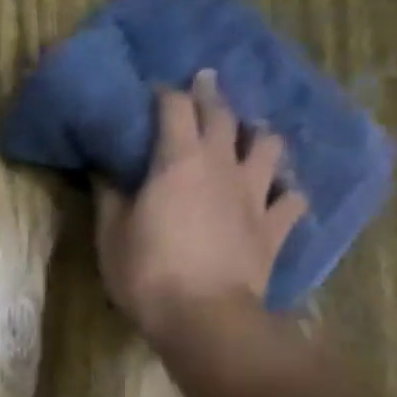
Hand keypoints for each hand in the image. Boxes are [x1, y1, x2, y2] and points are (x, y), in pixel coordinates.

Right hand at [95, 69, 306, 348]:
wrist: (203, 316)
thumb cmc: (147, 273)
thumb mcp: (112, 235)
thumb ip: (110, 197)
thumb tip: (103, 170)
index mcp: (178, 162)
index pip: (175, 110)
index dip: (165, 94)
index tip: (155, 89)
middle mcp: (222, 167)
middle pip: (223, 117)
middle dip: (212, 95)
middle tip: (206, 81)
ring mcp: (255, 196)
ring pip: (268, 148)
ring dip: (258, 135)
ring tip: (250, 135)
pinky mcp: (274, 227)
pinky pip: (293, 199)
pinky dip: (288, 189)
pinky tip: (281, 191)